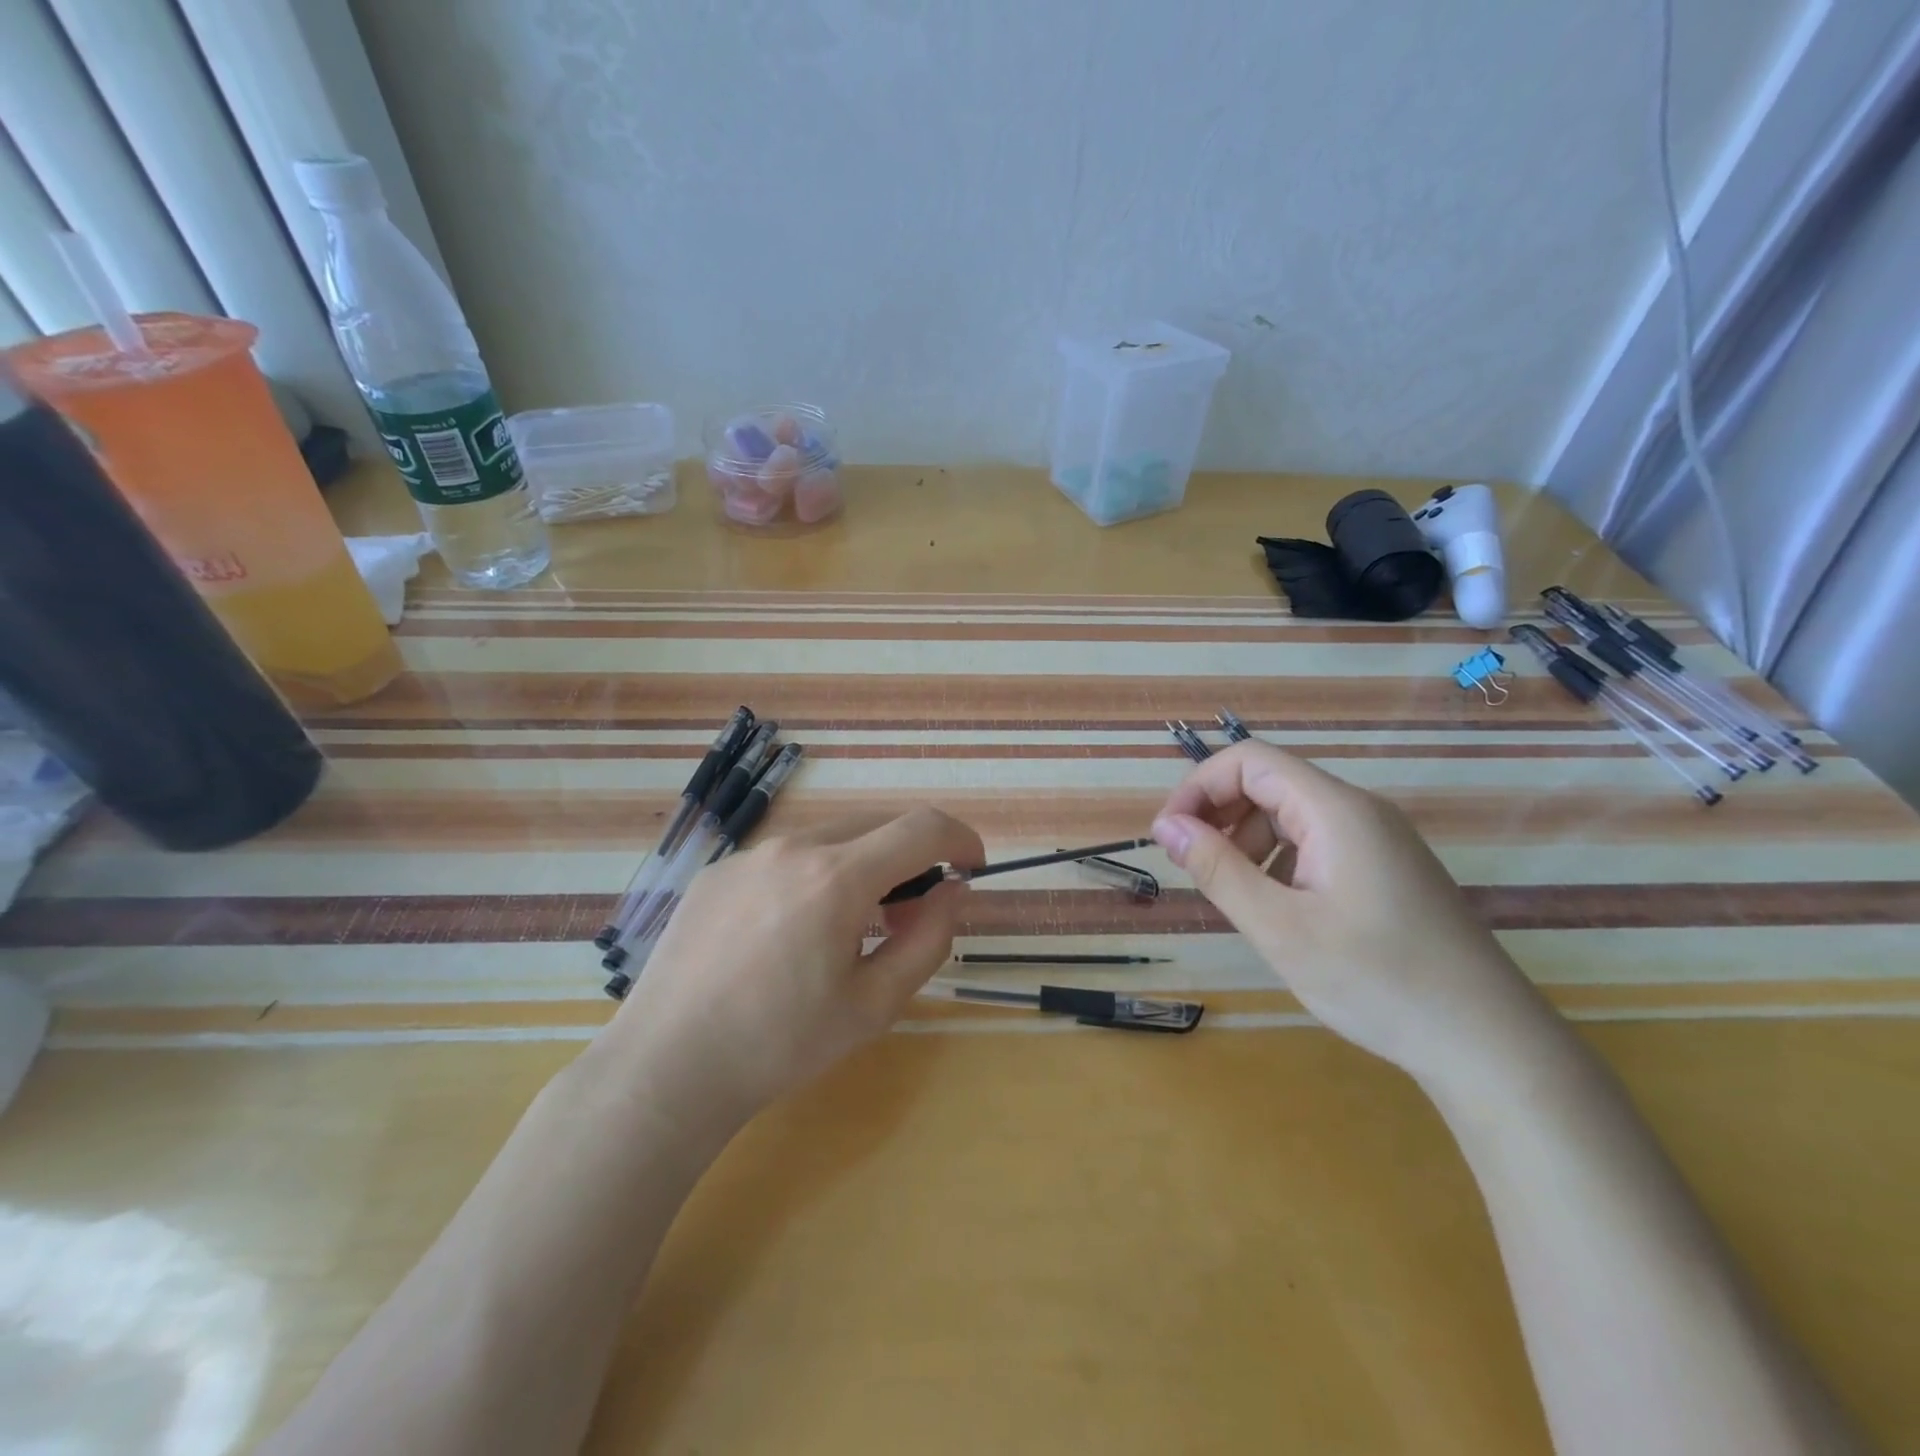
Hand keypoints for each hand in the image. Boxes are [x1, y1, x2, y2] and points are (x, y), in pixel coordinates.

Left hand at [604, 808, 984, 1131]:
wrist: (667, 1066)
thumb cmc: (781, 1044)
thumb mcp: (874, 1004)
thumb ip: (928, 938)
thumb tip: (954, 890)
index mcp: (837, 877)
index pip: (921, 828)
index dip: (960, 838)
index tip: (971, 867)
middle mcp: (793, 847)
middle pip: (876, 826)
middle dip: (909, 859)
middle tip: (906, 917)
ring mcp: (748, 855)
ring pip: (829, 839)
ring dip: (860, 866)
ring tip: (847, 928)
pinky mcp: (717, 872)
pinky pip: (784, 857)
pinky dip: (812, 876)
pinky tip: (789, 933)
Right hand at [1151, 741, 1560, 1090]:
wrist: (1489, 1044)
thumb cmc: (1377, 981)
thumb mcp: (1279, 928)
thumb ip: (1218, 869)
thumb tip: (1166, 826)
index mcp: (1336, 810)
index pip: (1249, 761)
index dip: (1198, 787)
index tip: (1169, 836)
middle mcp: (1360, 811)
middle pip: (1270, 782)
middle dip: (1219, 814)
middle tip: (1194, 868)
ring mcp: (1379, 840)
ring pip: (1291, 814)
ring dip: (1247, 840)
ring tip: (1234, 894)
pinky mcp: (1388, 869)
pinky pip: (1317, 842)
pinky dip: (1280, 860)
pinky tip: (1279, 908)